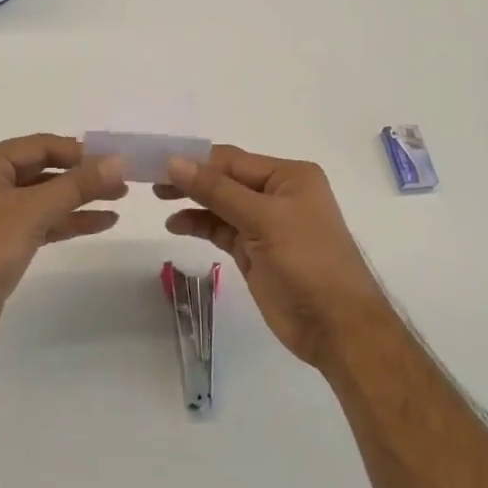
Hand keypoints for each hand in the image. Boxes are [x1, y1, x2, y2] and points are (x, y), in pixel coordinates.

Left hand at [0, 134, 126, 367]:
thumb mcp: (30, 213)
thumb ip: (76, 185)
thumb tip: (119, 161)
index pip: (41, 145)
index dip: (80, 152)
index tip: (118, 160)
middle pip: (44, 169)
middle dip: (83, 176)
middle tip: (125, 182)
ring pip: (45, 197)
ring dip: (80, 199)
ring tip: (120, 200)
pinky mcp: (2, 241)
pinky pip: (41, 222)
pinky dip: (68, 221)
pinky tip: (101, 222)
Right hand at [159, 146, 393, 368]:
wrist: (337, 327)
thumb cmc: (307, 262)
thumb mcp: (263, 219)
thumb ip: (216, 190)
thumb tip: (174, 161)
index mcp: (289, 176)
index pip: (232, 160)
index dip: (194, 160)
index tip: (155, 161)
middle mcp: (277, 193)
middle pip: (224, 179)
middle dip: (191, 179)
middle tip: (150, 181)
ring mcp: (266, 224)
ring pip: (220, 204)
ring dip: (192, 202)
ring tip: (158, 200)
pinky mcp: (255, 251)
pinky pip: (221, 229)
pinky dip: (200, 224)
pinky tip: (176, 224)